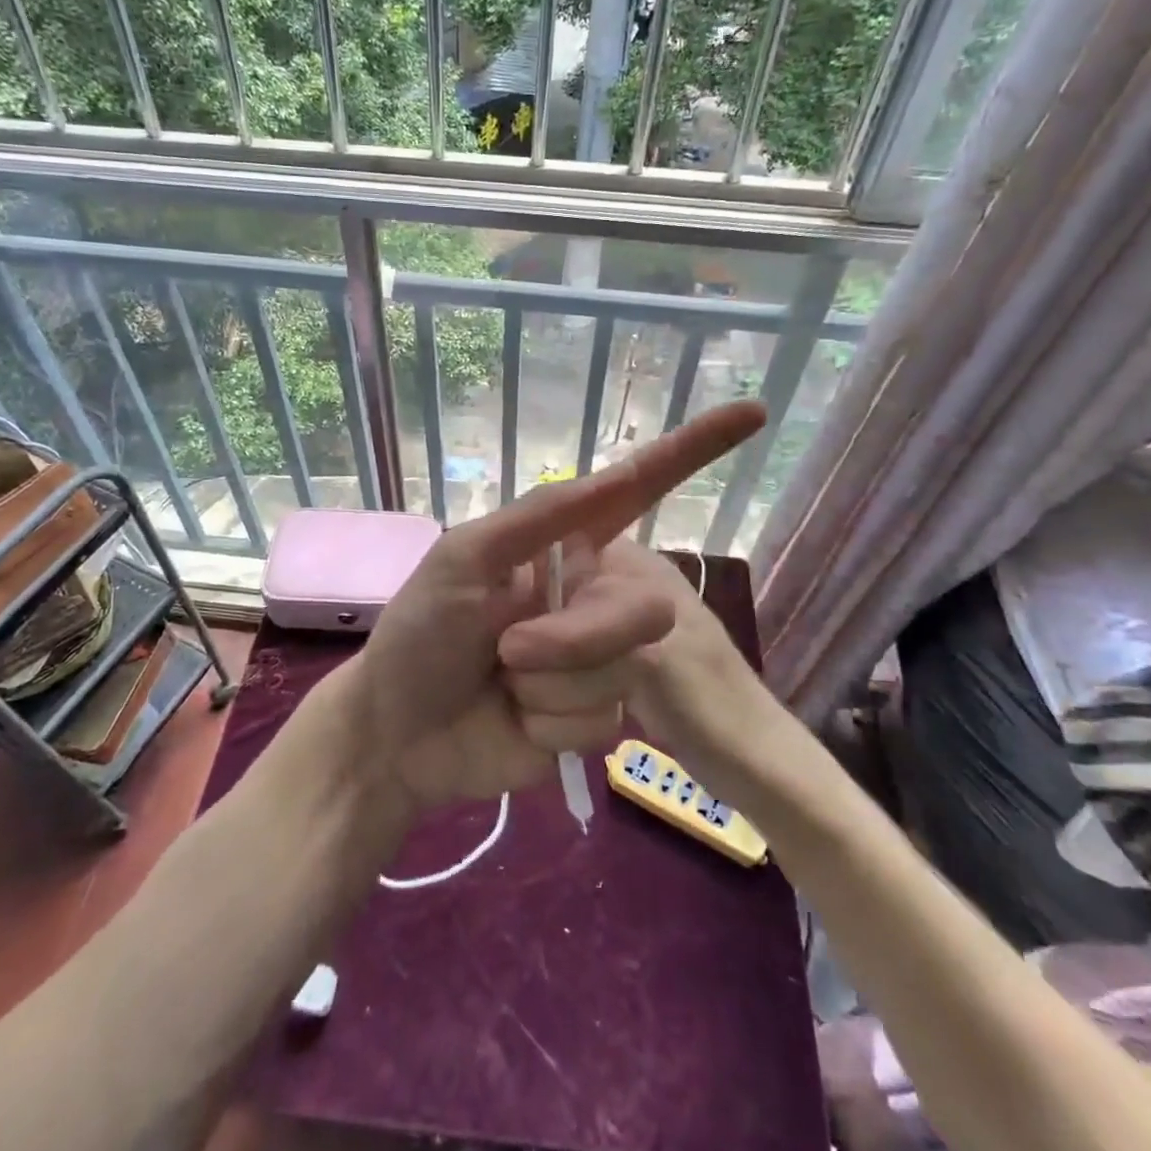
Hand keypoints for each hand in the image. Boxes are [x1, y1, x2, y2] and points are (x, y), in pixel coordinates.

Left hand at [339, 401, 765, 810]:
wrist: (399, 735)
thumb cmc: (421, 634)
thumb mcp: (465, 560)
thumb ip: (539, 519)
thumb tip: (612, 474)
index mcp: (561, 549)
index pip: (635, 493)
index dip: (692, 452)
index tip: (751, 415)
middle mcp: (588, 597)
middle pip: (642, 609)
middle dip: (574, 639)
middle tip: (506, 650)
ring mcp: (595, 661)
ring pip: (622, 672)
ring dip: (548, 685)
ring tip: (501, 685)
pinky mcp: (591, 720)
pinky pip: (602, 722)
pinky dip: (549, 726)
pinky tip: (514, 723)